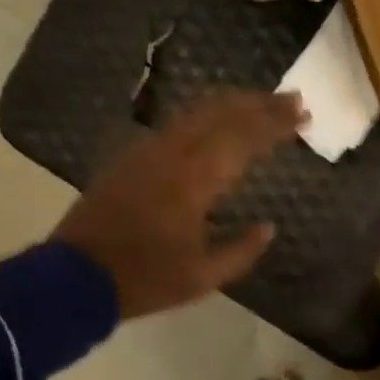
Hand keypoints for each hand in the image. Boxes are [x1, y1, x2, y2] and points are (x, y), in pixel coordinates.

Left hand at [53, 92, 304, 318]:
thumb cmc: (145, 279)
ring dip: (232, 104)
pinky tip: (214, 123)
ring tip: (260, 102)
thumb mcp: (203, 277)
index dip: (276, 124)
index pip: (244, 138)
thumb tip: (268, 227)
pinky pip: (176, 125)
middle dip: (260, 103)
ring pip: (196, 112)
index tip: (304, 115)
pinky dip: (205, 116)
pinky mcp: (131, 158)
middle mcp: (173, 154)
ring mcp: (148, 152)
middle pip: (222, 113)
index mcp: (194, 181)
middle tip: (293, 99)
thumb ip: (241, 250)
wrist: (76, 277)